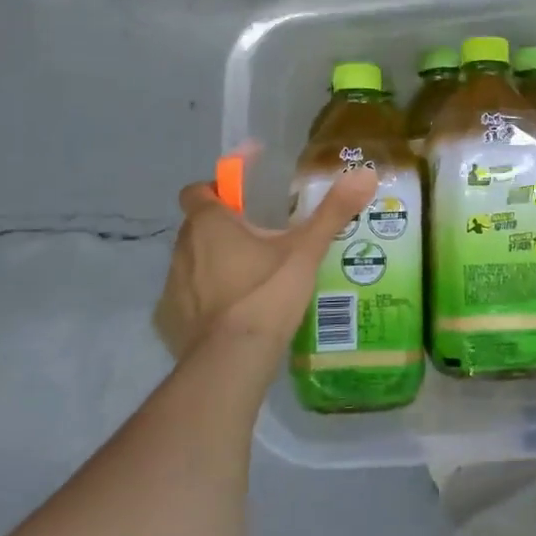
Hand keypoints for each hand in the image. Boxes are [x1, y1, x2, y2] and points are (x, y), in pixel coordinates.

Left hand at [154, 168, 377, 362]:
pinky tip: (232, 314)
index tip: (243, 194)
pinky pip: (187, 299)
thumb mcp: (306, 250)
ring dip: (212, 263)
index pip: (197, 190)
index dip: (217, 187)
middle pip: (196, 226)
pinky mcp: (169, 321)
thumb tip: (365, 173)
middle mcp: (183, 248)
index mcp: (209, 224)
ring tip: (250, 277)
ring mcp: (171, 287)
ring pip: (191, 262)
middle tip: (258, 238)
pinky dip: (205, 300)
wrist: (231, 362)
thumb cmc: (266, 294)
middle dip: (221, 227)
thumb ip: (333, 211)